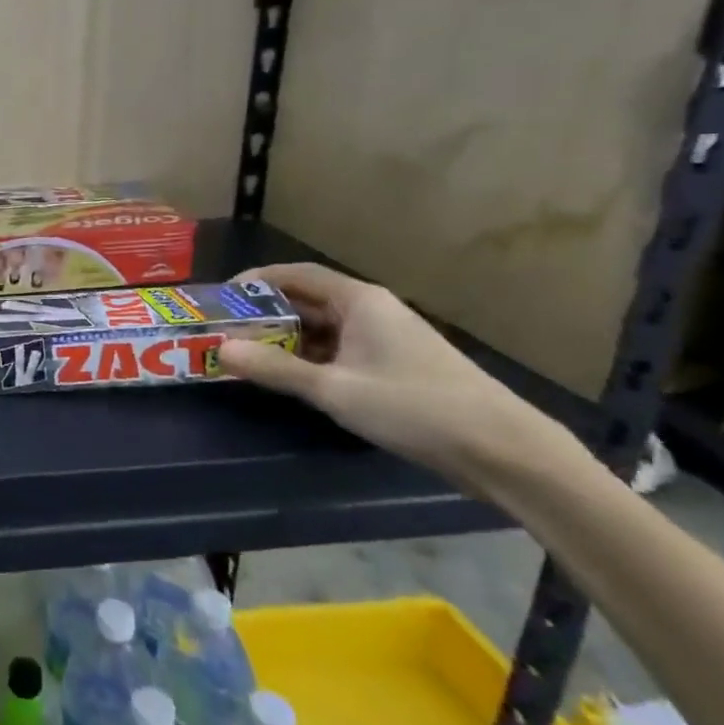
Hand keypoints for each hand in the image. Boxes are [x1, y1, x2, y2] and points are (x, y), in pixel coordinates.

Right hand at [216, 263, 560, 485]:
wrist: (503, 450)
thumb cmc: (414, 406)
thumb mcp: (334, 389)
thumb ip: (275, 368)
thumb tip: (220, 349)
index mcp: (359, 301)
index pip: (295, 274)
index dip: (255, 282)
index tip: (220, 299)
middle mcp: (372, 310)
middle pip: (307, 301)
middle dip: (265, 315)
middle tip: (226, 333)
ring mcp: (386, 339)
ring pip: (323, 329)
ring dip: (286, 340)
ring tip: (248, 357)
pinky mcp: (395, 367)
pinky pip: (340, 351)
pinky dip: (310, 359)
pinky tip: (291, 379)